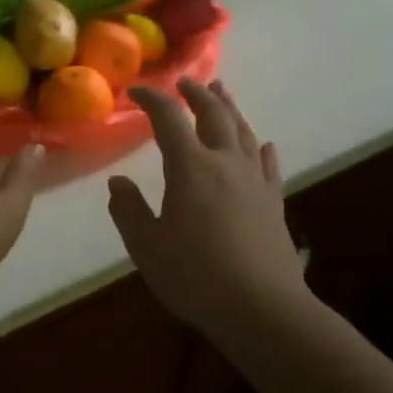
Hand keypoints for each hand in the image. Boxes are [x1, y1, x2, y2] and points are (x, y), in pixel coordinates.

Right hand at [107, 78, 307, 342]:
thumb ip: (129, 210)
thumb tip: (117, 183)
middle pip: (213, 114)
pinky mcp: (275, 202)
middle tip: (185, 82)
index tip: (137, 92)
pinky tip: (263, 145)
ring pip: (243, 131)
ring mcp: (255, 181)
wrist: (264, 310)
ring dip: (230, 108)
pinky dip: (261, 148)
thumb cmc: (196, 277)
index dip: (152, 98)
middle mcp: (225, 162)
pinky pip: (268, 164)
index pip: (168, 117)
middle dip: (197, 93)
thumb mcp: (147, 246)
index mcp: (190, 166)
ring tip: (222, 93)